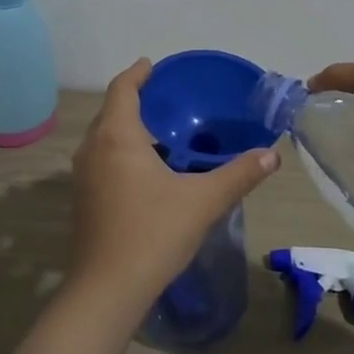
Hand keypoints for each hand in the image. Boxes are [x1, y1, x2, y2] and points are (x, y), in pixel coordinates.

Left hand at [69, 59, 280, 307]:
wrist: (107, 289)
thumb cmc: (153, 233)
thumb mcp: (203, 201)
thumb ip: (238, 175)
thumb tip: (271, 156)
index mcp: (117, 136)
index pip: (121, 89)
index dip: (137, 73)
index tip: (151, 65)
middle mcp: (93, 148)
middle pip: (110, 111)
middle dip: (133, 100)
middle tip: (164, 100)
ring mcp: (82, 176)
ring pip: (103, 138)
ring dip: (125, 128)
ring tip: (158, 133)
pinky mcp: (82, 199)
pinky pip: (101, 160)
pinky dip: (119, 152)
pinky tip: (144, 171)